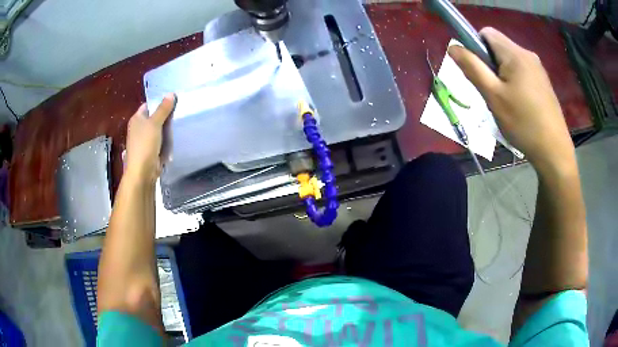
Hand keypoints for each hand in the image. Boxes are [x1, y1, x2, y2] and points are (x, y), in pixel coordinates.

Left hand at [125, 93, 175, 182]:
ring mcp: (144, 141)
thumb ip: (163, 109)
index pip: (148, 106)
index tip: (172, 101)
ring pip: (158, 131)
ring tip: (180, 124)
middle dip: (165, 117)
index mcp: (136, 119)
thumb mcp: (155, 123)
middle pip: (154, 118)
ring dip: (167, 130)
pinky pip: (160, 143)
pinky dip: (166, 142)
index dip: (158, 102)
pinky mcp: (150, 152)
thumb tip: (171, 93)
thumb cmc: (145, 145)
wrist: (143, 172)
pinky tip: (175, 139)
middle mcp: (139, 129)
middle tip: (179, 112)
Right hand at [448, 28, 575, 174]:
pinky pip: (521, 72)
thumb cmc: (523, 123)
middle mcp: (527, 54)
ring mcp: (538, 68)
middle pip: (498, 47)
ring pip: (509, 61)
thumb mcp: (493, 96)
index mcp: (515, 53)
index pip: (486, 33)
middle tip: (493, 93)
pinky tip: (519, 105)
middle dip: (489, 64)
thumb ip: (472, 67)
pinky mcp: (543, 82)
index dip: (476, 47)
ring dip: (501, 75)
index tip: (479, 72)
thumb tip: (453, 47)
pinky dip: (514, 82)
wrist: (554, 151)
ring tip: (506, 102)